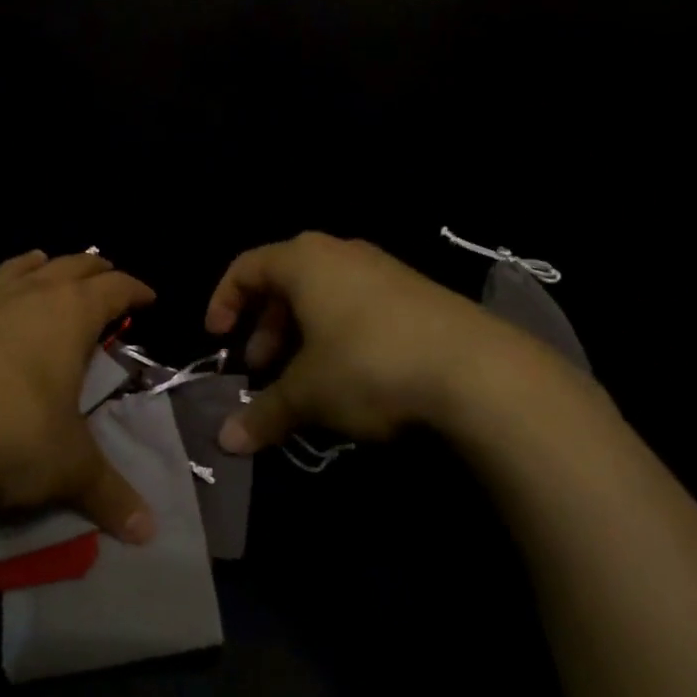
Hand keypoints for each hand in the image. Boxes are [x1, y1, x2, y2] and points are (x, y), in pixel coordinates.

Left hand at [0, 251, 158, 541]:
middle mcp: (25, 300)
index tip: (149, 297)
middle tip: (104, 271)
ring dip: (27, 265)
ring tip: (38, 257)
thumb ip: (110, 496)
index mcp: (69, 317)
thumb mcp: (70, 468)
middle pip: (66, 268)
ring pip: (9, 273)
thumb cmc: (12, 435)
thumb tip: (148, 532)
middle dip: (90, 268)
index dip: (134, 290)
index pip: (114, 289)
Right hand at [205, 232, 560, 453]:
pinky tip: (349, 377)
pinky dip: (338, 335)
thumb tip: (226, 442)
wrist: (478, 370)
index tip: (218, 339)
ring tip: (303, 378)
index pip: (247, 267)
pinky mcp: (416, 293)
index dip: (224, 301)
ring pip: (324, 296)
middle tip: (262, 369)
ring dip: (302, 334)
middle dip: (267, 327)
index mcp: (305, 260)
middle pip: (286, 281)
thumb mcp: (309, 393)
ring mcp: (384, 270)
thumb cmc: (369, 365)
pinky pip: (358, 305)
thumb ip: (264, 414)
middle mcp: (341, 253)